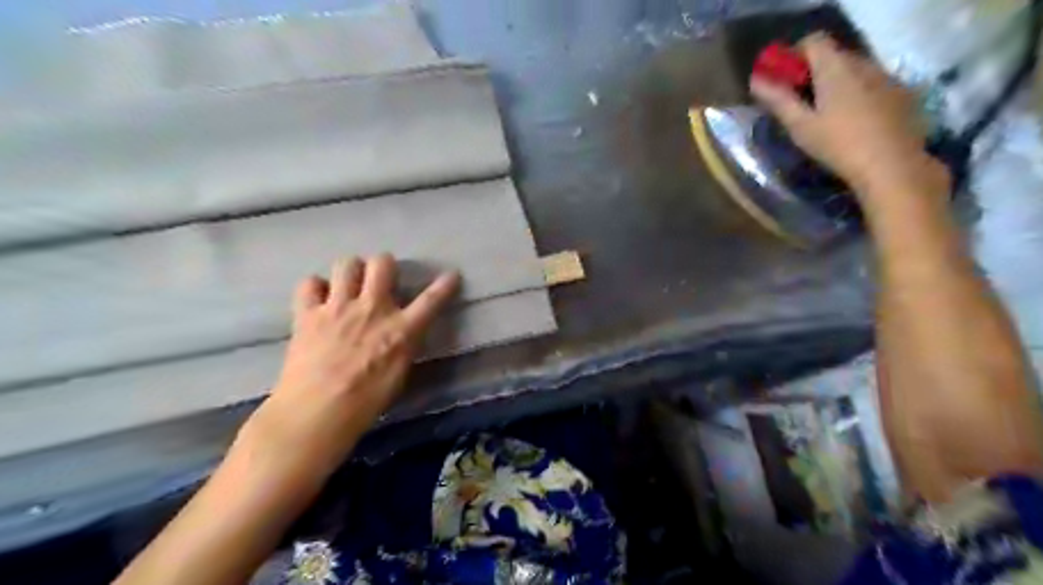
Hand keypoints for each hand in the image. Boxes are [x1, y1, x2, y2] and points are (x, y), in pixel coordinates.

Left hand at [248, 256, 458, 474]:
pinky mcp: (308, 314)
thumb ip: (403, 346)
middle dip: (384, 265)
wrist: (316, 413)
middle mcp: (372, 309)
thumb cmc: (365, 403)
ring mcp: (338, 307)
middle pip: (382, 263)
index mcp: (401, 330)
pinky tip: (318, 300)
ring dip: (351, 271)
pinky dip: (315, 288)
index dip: (444, 286)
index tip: (451, 275)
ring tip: (348, 285)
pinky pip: (309, 284)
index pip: (431, 301)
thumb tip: (402, 334)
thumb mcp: (399, 375)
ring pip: (346, 263)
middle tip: (380, 279)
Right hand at [750, 32, 951, 206]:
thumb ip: (778, 100)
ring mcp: (886, 77)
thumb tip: (756, 80)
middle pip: (834, 55)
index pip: (814, 41)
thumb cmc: (838, 145)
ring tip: (826, 114)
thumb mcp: (800, 126)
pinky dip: (858, 93)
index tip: (784, 80)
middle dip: (814, 72)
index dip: (795, 55)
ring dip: (836, 83)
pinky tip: (853, 121)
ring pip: (855, 69)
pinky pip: (873, 83)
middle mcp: (863, 64)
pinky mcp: (902, 93)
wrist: (892, 165)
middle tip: (800, 102)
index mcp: (836, 68)